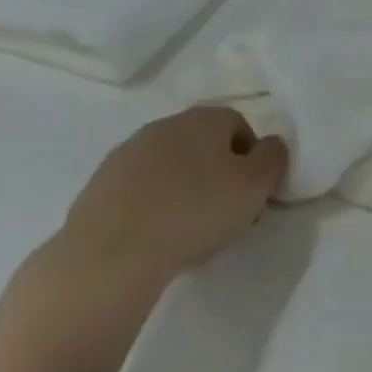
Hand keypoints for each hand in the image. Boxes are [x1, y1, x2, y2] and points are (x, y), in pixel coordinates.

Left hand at [48, 107, 287, 300]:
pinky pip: (140, 191)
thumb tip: (270, 146)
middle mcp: (163, 126)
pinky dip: (154, 206)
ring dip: (184, 189)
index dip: (252, 158)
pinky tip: (158, 236)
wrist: (112, 252)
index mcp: (203, 119)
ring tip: (190, 230)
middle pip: (203, 145)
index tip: (252, 192)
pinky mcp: (98, 186)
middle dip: (218, 173)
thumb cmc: (197, 210)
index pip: (239, 124)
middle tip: (226, 213)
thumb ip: (273, 158)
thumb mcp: (256, 184)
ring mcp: (126, 155)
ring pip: (170, 167)